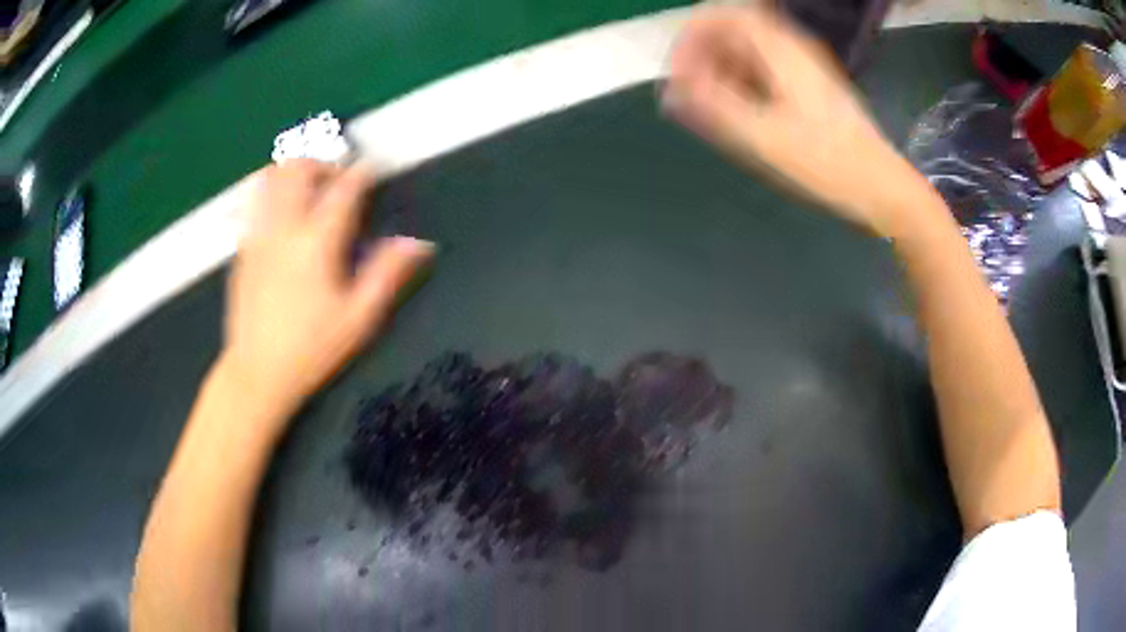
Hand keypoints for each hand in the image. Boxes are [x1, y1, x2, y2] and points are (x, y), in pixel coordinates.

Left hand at [222, 160, 433, 414]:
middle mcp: (285, 227)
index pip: (345, 188)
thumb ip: (387, 274)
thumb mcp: (359, 318)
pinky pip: (255, 201)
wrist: (256, 373)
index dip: (363, 172)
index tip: (374, 168)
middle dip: (323, 162)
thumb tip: (418, 243)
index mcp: (317, 242)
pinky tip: (283, 213)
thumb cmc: (312, 349)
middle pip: (300, 167)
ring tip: (308, 188)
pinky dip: (272, 191)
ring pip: (272, 177)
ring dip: (293, 170)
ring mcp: (258, 234)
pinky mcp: (243, 248)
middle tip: (338, 180)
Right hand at [664, 6, 929, 236]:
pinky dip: (741, 85)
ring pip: (747, 53)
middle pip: (733, 32)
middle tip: (687, 95)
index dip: (692, 34)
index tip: (677, 70)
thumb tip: (672, 89)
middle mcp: (791, 49)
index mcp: (781, 50)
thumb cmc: (826, 163)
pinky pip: (763, 72)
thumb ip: (714, 106)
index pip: (724, 15)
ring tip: (706, 110)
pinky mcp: (808, 89)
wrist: (880, 187)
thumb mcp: (764, 136)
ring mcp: (802, 69)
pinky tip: (735, 116)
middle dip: (702, 56)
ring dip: (720, 72)